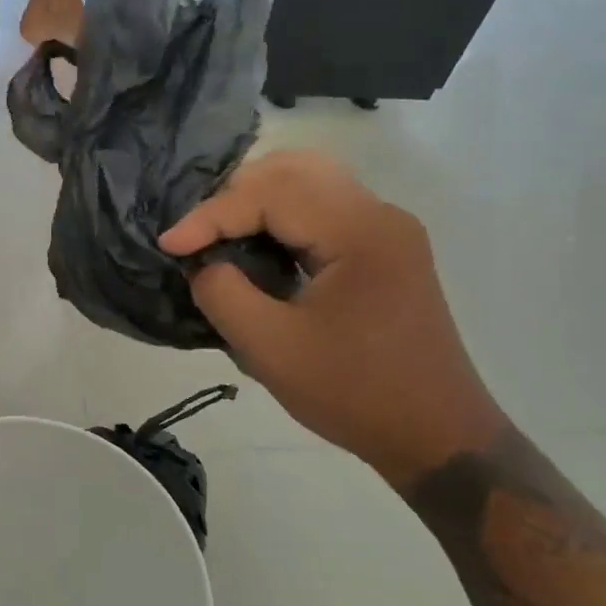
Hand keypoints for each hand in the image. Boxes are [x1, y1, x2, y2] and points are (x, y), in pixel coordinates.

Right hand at [161, 152, 504, 487]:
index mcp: (359, 231)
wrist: (437, 436)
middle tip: (196, 232)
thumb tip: (201, 262)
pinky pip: (324, 208)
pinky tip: (258, 244)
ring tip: (220, 234)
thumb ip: (223, 294)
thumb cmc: (355, 394)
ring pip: (310, 181)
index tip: (168, 245)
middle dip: (234, 194)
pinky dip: (283, 216)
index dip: (211, 215)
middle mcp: (379, 213)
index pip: (270, 193)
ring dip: (258, 199)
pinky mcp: (386, 248)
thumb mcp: (270, 349)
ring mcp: (387, 228)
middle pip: (294, 169)